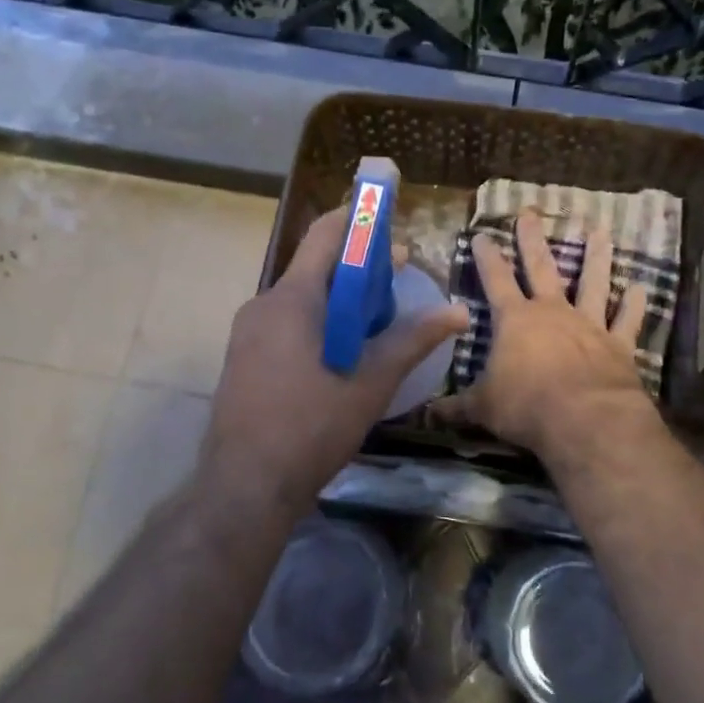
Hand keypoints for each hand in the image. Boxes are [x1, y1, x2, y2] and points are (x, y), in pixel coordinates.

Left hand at [203, 208, 469, 508]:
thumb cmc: (311, 428)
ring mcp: (248, 333)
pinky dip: (319, 321)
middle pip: (315, 267)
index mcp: (292, 299)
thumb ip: (412, 341)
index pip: (326, 235)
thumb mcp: (370, 383)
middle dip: (358, 267)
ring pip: (301, 298)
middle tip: (399, 279)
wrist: (245, 486)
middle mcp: (264, 305)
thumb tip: (459, 312)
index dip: (359, 218)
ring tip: (379, 319)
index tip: (389, 216)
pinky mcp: (244, 358)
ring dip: (340, 298)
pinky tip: (344, 351)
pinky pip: (286, 322)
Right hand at [436, 210, 657, 462]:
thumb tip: (430, 413)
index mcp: (515, 321)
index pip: (496, 280)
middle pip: (542, 268)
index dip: (487, 258)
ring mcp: (588, 325)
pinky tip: (640, 287)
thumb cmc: (526, 406)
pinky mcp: (618, 344)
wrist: (585, 419)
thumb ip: (458, 406)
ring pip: (592, 283)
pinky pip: (627, 320)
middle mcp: (552, 312)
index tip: (482, 235)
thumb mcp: (483, 408)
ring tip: (600, 231)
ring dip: (596, 257)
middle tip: (530, 213)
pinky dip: (634, 304)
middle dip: (533, 240)